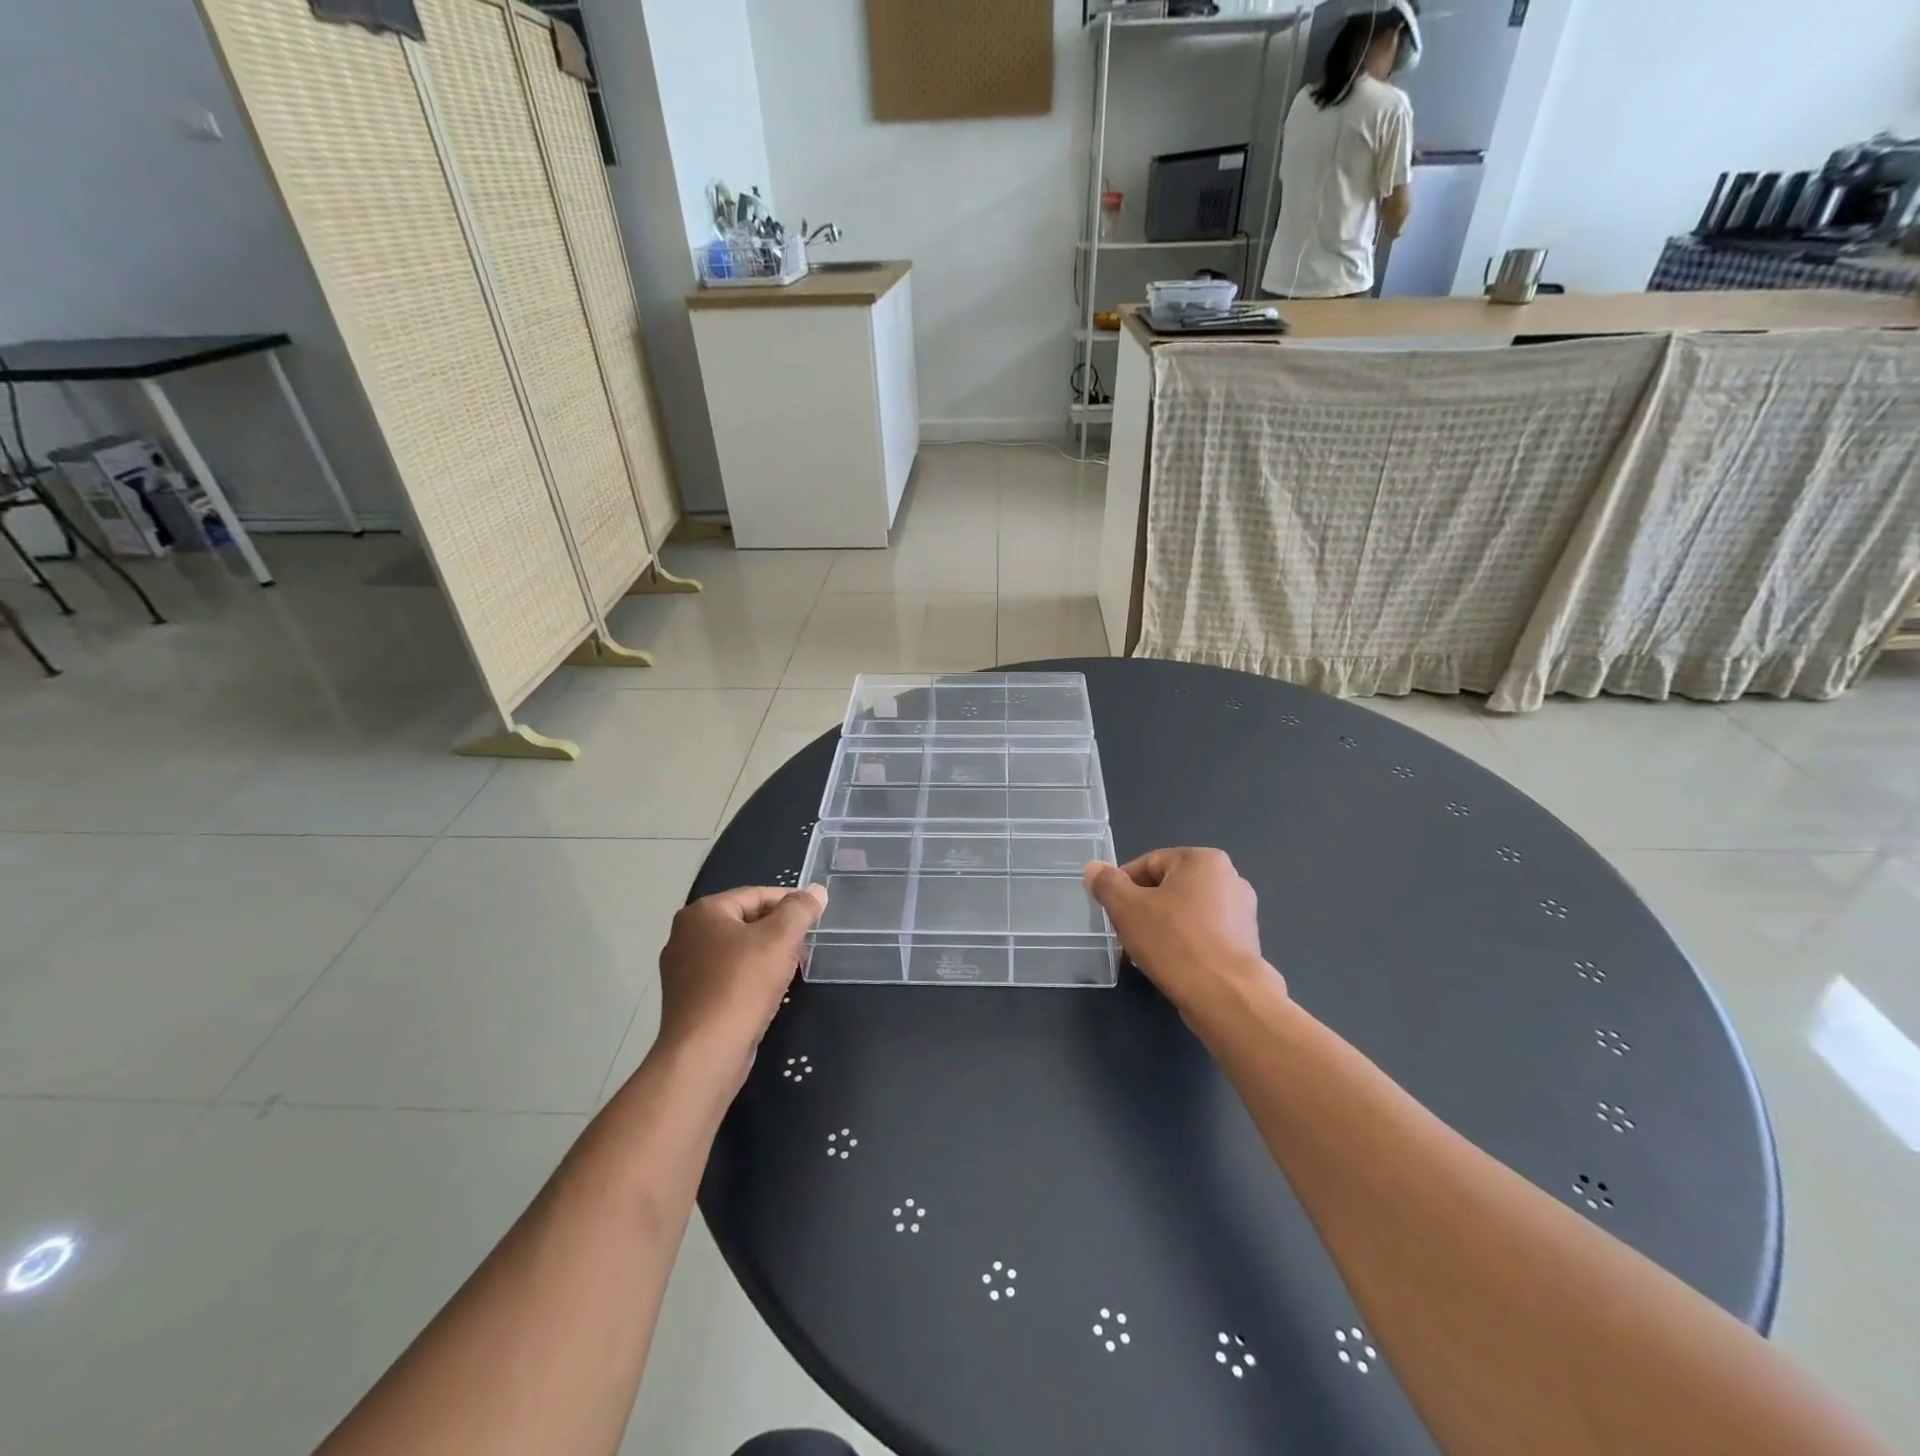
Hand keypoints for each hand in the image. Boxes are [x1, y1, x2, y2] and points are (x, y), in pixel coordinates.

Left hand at [656, 885, 825, 1077]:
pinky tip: (768, 993)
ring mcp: (683, 970)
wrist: (705, 1054)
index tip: (815, 915)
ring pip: (736, 951)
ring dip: (766, 956)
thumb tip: (816, 891)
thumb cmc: (742, 985)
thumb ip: (800, 909)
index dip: (790, 902)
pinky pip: (726, 977)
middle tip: (806, 944)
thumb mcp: (780, 939)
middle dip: (778, 931)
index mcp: (702, 912)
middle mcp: (685, 935)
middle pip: (745, 921)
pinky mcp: (688, 1000)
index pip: (756, 894)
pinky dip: (749, 978)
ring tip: (792, 969)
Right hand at [1084, 849, 1280, 1014]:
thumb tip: (1094, 868)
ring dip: (1161, 928)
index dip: (1123, 887)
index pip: (1148, 864)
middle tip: (1126, 934)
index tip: (1112, 912)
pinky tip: (1171, 964)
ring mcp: (1241, 912)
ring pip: (1185, 912)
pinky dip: (1184, 944)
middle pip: (1167, 887)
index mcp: (1203, 859)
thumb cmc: (1175, 942)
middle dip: (1143, 909)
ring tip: (1146, 953)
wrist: (1226, 996)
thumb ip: (1107, 883)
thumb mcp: (1127, 909)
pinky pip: (1203, 934)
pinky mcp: (1245, 942)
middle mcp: (1229, 877)